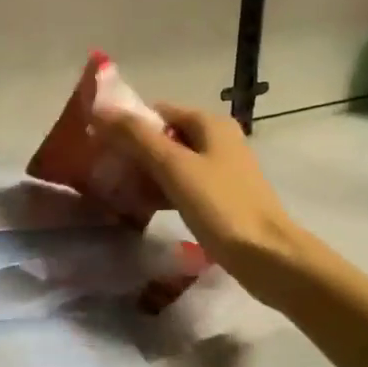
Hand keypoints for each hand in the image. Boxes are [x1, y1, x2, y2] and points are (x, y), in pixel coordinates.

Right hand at [92, 102, 300, 273]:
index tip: (99, 144)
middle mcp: (217, 140)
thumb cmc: (221, 206)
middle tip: (103, 171)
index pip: (158, 110)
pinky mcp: (221, 197)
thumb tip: (101, 109)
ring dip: (145, 173)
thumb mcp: (174, 167)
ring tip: (115, 190)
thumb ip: (137, 137)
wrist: (268, 257)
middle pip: (165, 136)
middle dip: (133, 151)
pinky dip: (161, 191)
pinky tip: (140, 208)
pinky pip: (182, 185)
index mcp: (210, 123)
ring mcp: (221, 170)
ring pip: (172, 163)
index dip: (127, 123)